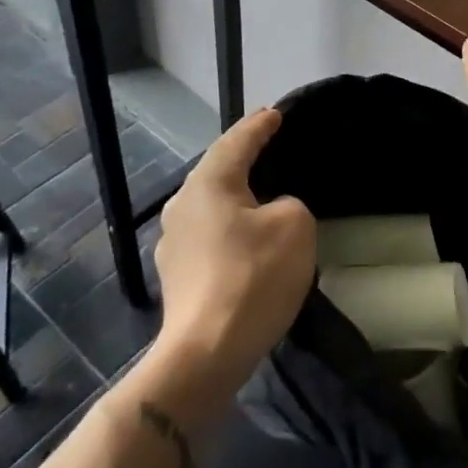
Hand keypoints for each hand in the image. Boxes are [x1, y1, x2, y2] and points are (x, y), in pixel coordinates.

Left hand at [151, 109, 314, 411]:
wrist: (206, 354)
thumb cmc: (252, 277)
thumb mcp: (294, 225)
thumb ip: (289, 204)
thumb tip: (270, 214)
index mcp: (208, 183)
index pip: (237, 141)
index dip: (259, 126)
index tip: (276, 114)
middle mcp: (183, 205)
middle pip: (217, 171)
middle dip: (243, 158)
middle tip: (268, 146)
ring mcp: (173, 243)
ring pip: (211, 206)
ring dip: (235, 197)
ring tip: (261, 195)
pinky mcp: (177, 276)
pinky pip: (209, 236)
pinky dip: (230, 230)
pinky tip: (246, 242)